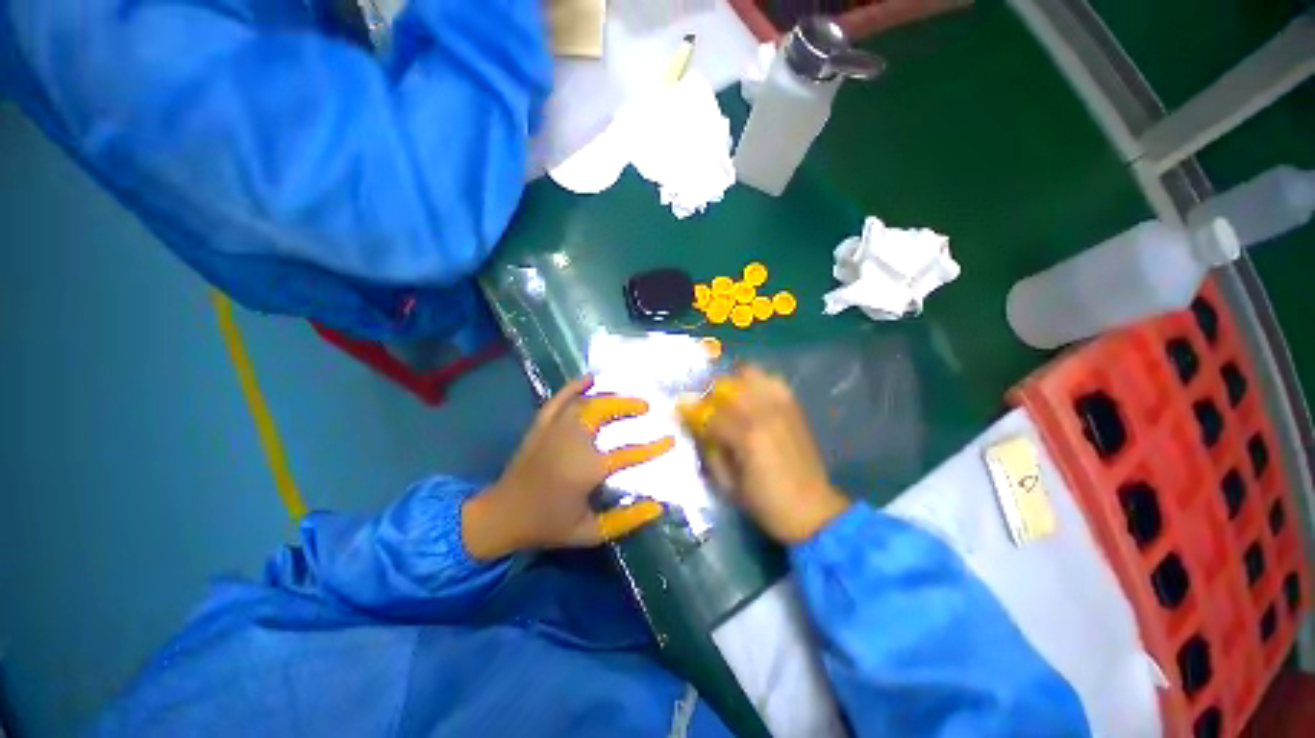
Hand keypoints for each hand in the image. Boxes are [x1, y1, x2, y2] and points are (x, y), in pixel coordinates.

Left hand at [463, 376, 673, 559]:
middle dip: (627, 406)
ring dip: (608, 397)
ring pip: (585, 403)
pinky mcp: (540, 426)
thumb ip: (626, 520)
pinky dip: (573, 386)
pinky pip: (558, 399)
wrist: (501, 516)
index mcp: (587, 469)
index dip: (653, 447)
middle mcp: (572, 442)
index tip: (670, 440)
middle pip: (604, 413)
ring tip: (625, 397)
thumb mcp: (590, 533)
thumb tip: (657, 507)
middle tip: (645, 406)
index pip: (629, 453)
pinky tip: (588, 378)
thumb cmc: (547, 526)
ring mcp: (554, 430)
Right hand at [679, 366, 848, 543]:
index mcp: (746, 437)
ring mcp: (782, 408)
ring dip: (733, 382)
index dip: (692, 412)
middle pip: (728, 387)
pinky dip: (758, 382)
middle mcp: (764, 414)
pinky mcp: (794, 408)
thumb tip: (698, 429)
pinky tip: (751, 394)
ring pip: (751, 376)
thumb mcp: (728, 485)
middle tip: (703, 405)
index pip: (711, 415)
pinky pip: (773, 382)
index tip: (680, 409)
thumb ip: (710, 452)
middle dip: (710, 393)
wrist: (813, 509)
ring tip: (726, 396)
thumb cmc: (766, 503)